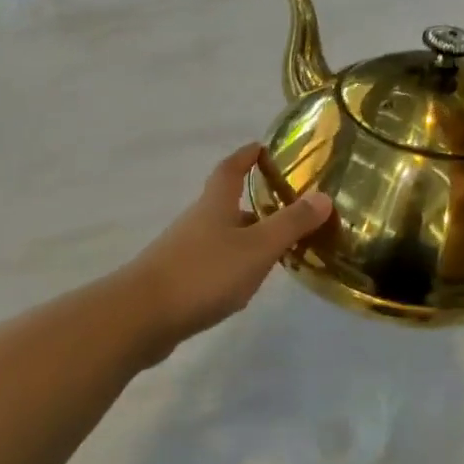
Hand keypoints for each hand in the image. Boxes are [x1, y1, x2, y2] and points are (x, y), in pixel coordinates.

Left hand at [119, 145, 332, 353]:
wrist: (142, 315)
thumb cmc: (203, 273)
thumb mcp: (256, 248)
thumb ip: (290, 224)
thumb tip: (322, 195)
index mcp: (214, 205)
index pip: (230, 169)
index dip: (246, 156)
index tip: (262, 148)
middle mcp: (196, 222)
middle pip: (226, 205)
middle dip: (254, 204)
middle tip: (288, 210)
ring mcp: (183, 251)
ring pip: (221, 237)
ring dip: (245, 238)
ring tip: (276, 251)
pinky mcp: (176, 280)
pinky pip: (211, 264)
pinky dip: (231, 266)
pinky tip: (243, 285)